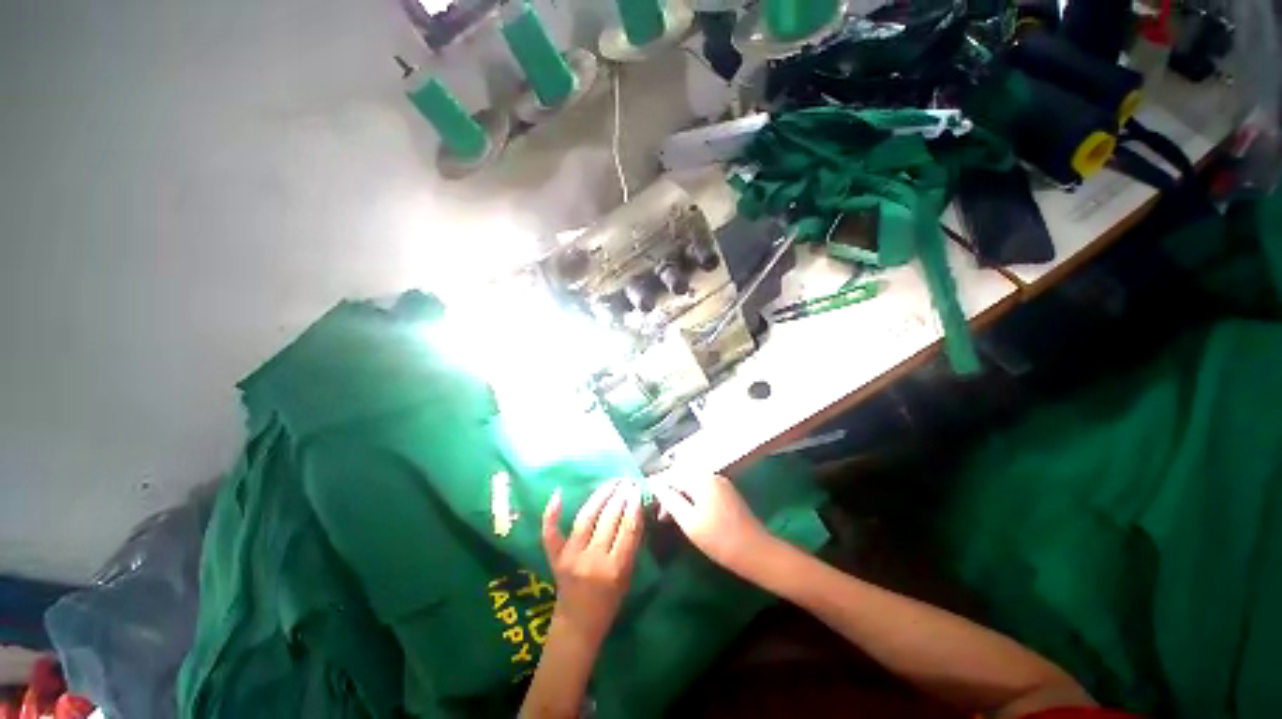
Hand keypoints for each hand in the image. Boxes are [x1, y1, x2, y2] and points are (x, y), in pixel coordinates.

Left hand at [541, 481, 644, 647]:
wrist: (577, 625)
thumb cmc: (609, 602)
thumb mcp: (627, 576)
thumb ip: (631, 545)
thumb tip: (636, 511)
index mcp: (615, 570)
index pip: (626, 529)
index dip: (633, 506)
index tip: (636, 489)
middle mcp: (592, 560)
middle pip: (608, 520)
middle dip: (619, 496)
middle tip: (626, 481)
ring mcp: (570, 557)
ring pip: (586, 518)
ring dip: (600, 496)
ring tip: (611, 482)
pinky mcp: (554, 558)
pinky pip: (551, 533)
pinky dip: (552, 513)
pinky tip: (558, 493)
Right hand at [651, 473, 775, 578]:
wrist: (756, 552)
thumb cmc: (719, 539)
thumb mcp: (689, 522)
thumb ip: (669, 500)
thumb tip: (654, 484)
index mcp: (701, 479)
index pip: (671, 474)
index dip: (658, 487)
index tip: (649, 504)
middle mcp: (711, 474)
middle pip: (681, 475)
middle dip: (669, 491)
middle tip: (661, 515)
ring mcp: (720, 482)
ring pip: (691, 482)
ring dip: (679, 495)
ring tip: (672, 517)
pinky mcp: (726, 492)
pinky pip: (702, 487)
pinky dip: (691, 497)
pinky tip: (689, 514)